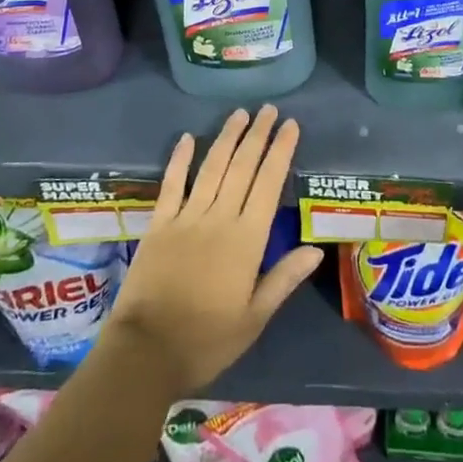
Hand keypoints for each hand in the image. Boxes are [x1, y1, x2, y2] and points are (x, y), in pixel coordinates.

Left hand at [105, 106, 324, 392]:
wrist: (146, 352)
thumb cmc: (207, 340)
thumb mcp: (254, 318)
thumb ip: (284, 278)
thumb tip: (315, 249)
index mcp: (246, 239)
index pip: (268, 183)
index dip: (280, 151)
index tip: (290, 126)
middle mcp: (219, 218)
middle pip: (242, 166)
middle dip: (257, 135)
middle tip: (269, 109)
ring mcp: (186, 217)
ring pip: (211, 167)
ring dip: (226, 138)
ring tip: (240, 114)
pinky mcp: (159, 224)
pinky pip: (172, 184)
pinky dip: (180, 159)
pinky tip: (187, 138)